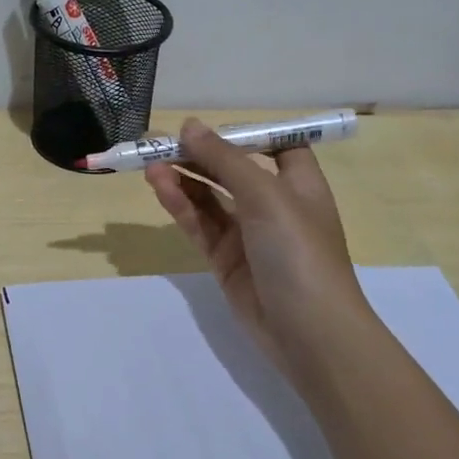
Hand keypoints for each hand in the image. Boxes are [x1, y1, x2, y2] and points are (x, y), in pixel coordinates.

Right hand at [145, 119, 373, 365]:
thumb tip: (189, 126)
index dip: (246, 135)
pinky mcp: (225, 259)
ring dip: (183, 178)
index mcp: (299, 183)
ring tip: (150, 164)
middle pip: (231, 170)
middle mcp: (274, 204)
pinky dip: (180, 205)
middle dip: (198, 155)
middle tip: (157, 141)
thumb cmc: (298, 251)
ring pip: (209, 197)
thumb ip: (224, 160)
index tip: (209, 129)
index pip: (277, 146)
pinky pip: (199, 224)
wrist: (309, 332)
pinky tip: (161, 187)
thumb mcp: (265, 195)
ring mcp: (248, 234)